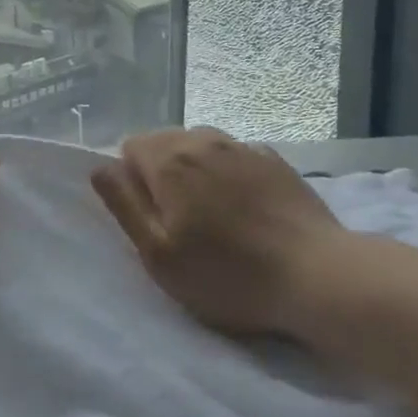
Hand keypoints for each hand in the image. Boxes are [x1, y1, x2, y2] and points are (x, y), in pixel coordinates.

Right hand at [90, 127, 352, 338]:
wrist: (318, 276)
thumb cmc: (228, 274)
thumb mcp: (159, 255)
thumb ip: (124, 205)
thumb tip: (99, 168)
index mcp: (169, 160)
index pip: (130, 146)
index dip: (132, 180)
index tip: (151, 217)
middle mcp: (202, 140)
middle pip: (165, 142)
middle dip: (162, 172)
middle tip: (180, 221)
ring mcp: (243, 146)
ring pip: (201, 145)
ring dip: (196, 169)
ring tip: (214, 214)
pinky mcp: (275, 160)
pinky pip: (236, 155)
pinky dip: (230, 172)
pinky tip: (246, 207)